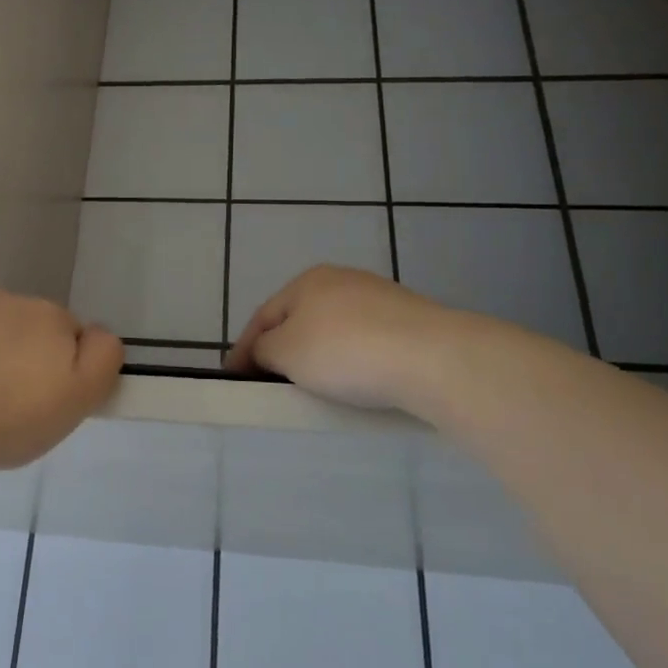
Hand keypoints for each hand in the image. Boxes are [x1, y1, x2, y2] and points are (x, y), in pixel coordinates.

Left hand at [0, 290, 123, 473]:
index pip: (70, 335)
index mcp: (49, 317)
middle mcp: (7, 301)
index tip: (44, 400)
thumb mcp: (77, 399)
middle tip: (7, 403)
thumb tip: (99, 335)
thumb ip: (102, 360)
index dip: (63, 368)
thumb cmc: (7, 417)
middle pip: (26, 328)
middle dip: (22, 356)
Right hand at [225, 265, 455, 410]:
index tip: (233, 379)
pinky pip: (366, 342)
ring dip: (318, 355)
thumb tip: (267, 351)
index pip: (263, 317)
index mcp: (307, 281)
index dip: (244, 349)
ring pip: (334, 329)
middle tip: (271, 382)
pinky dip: (352, 360)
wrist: (434, 357)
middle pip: (299, 319)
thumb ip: (264, 350)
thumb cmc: (345, 351)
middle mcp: (342, 280)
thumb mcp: (286, 352)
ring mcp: (380, 298)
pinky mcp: (411, 321)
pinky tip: (357, 381)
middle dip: (282, 349)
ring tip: (314, 387)